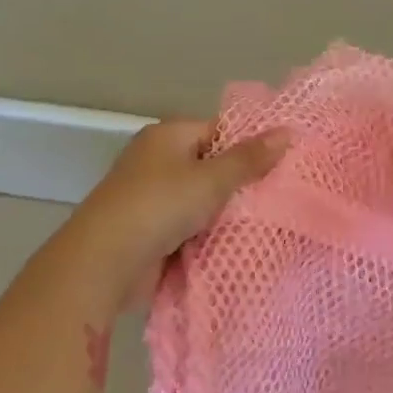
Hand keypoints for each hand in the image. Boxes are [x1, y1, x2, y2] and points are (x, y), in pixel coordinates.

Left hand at [67, 118, 288, 306]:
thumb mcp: (210, 179)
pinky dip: (209, 236)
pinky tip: (240, 245)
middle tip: (283, 197)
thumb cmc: (159, 207)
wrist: (105, 262)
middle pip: (211, 167)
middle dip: (241, 185)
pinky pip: (191, 228)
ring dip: (226, 215)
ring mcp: (153, 198)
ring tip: (271, 223)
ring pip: (203, 202)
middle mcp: (158, 161)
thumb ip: (248, 159)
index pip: (219, 130)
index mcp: (167, 136)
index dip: (250, 146)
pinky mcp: (153, 232)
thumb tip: (287, 131)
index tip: (284, 165)